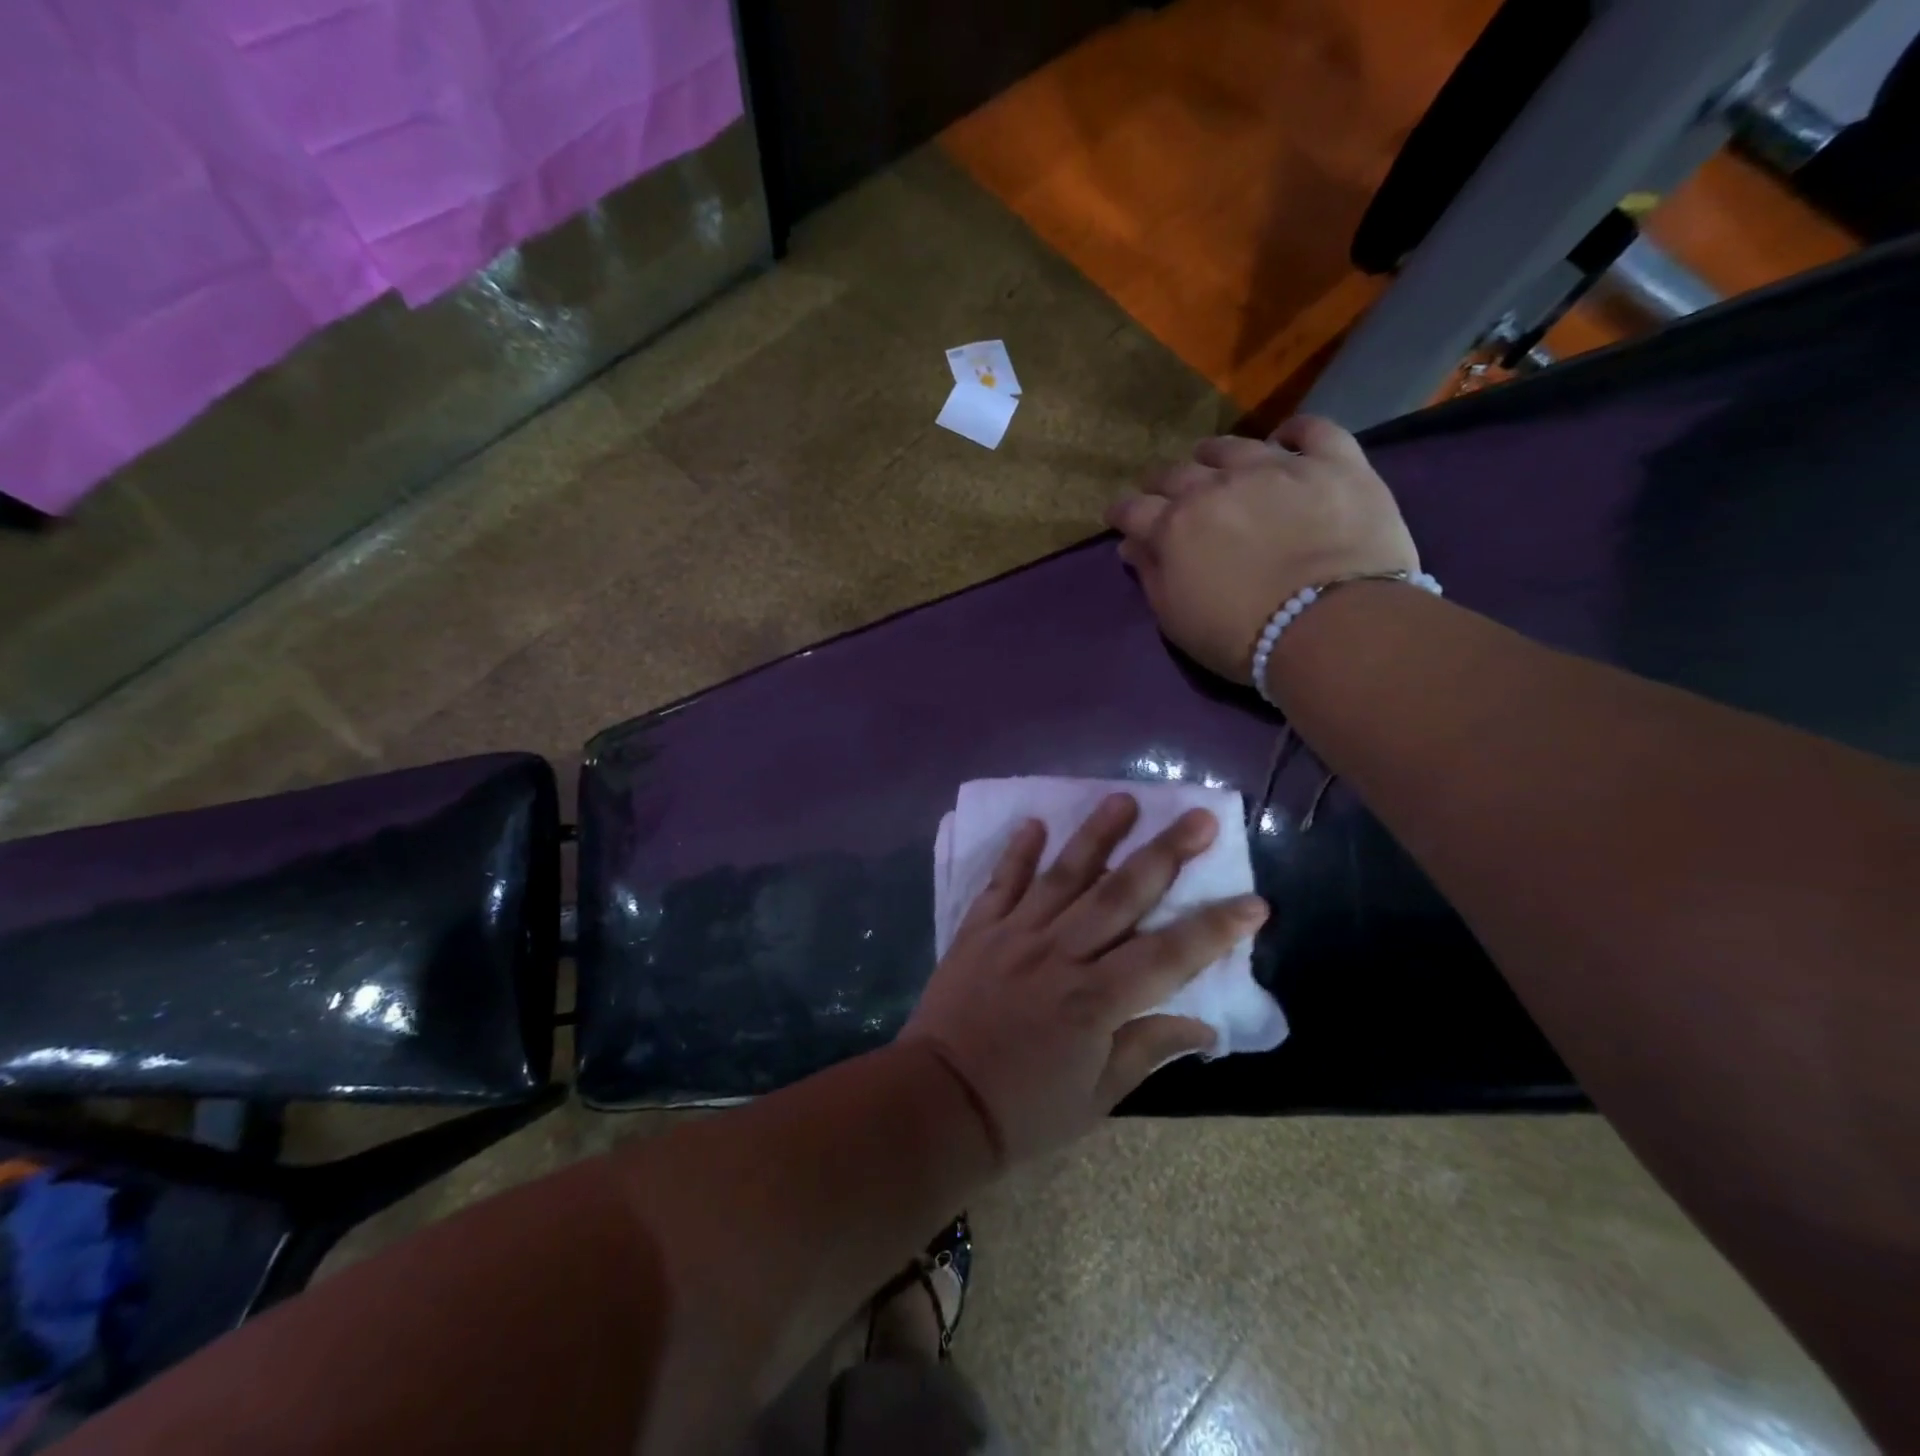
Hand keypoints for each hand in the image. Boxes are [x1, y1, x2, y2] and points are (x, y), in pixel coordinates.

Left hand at [901, 793, 1267, 1165]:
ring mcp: (1016, 934)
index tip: (1254, 901)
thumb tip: (1203, 1024)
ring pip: (1064, 875)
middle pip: (1121, 894)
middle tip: (1198, 818)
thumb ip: (1147, 1048)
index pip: (1170, 954)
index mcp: (1096, 999)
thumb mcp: (1097, 1097)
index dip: (1215, 928)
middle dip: (1165, 853)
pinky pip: (1001, 882)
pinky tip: (1034, 823)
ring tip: (1123, 799)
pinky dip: (1017, 852)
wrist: (938, 1103)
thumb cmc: (1024, 1111)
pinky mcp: (978, 930)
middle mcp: (1060, 953)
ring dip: (1096, 835)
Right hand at [1105, 416, 1418, 683]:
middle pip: (1177, 473)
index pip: (1134, 509)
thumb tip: (1131, 545)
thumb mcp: (1177, 619)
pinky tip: (1287, 438)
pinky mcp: (1332, 464)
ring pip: (1234, 445)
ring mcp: (1276, 468)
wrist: (1329, 624)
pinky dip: (1296, 431)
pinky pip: (1312, 430)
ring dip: (1215, 454)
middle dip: (1163, 483)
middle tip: (1165, 494)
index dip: (1123, 512)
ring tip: (1213, 460)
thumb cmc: (1241, 636)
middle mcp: (1216, 486)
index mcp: (1174, 526)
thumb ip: (1151, 576)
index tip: (1119, 517)